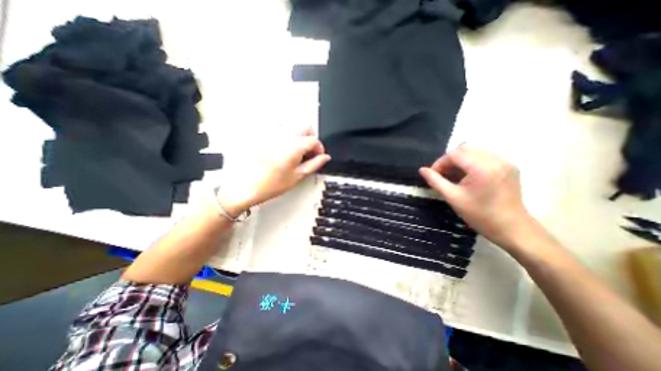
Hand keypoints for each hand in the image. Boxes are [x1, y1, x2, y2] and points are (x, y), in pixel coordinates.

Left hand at [217, 127, 330, 214]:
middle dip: (311, 138)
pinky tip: (283, 150)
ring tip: (297, 152)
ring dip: (300, 137)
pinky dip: (287, 138)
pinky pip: (280, 131)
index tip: (318, 156)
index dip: (319, 148)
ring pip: (293, 127)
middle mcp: (284, 136)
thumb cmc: (269, 184)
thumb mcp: (297, 176)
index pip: (314, 140)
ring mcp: (273, 135)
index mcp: (294, 146)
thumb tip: (324, 158)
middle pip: (305, 127)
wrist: (246, 186)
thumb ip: (314, 164)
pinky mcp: (264, 136)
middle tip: (309, 152)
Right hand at [421, 145, 532, 249]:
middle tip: (443, 174)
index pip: (455, 154)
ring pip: (476, 150)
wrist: (512, 228)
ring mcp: (505, 162)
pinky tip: (469, 175)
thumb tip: (422, 170)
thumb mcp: (453, 197)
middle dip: (450, 159)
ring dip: (461, 159)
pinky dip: (472, 161)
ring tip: (455, 174)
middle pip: (465, 148)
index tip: (433, 174)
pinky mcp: (509, 166)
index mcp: (482, 168)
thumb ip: (435, 181)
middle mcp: (496, 160)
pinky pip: (486, 155)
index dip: (440, 162)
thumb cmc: (479, 215)